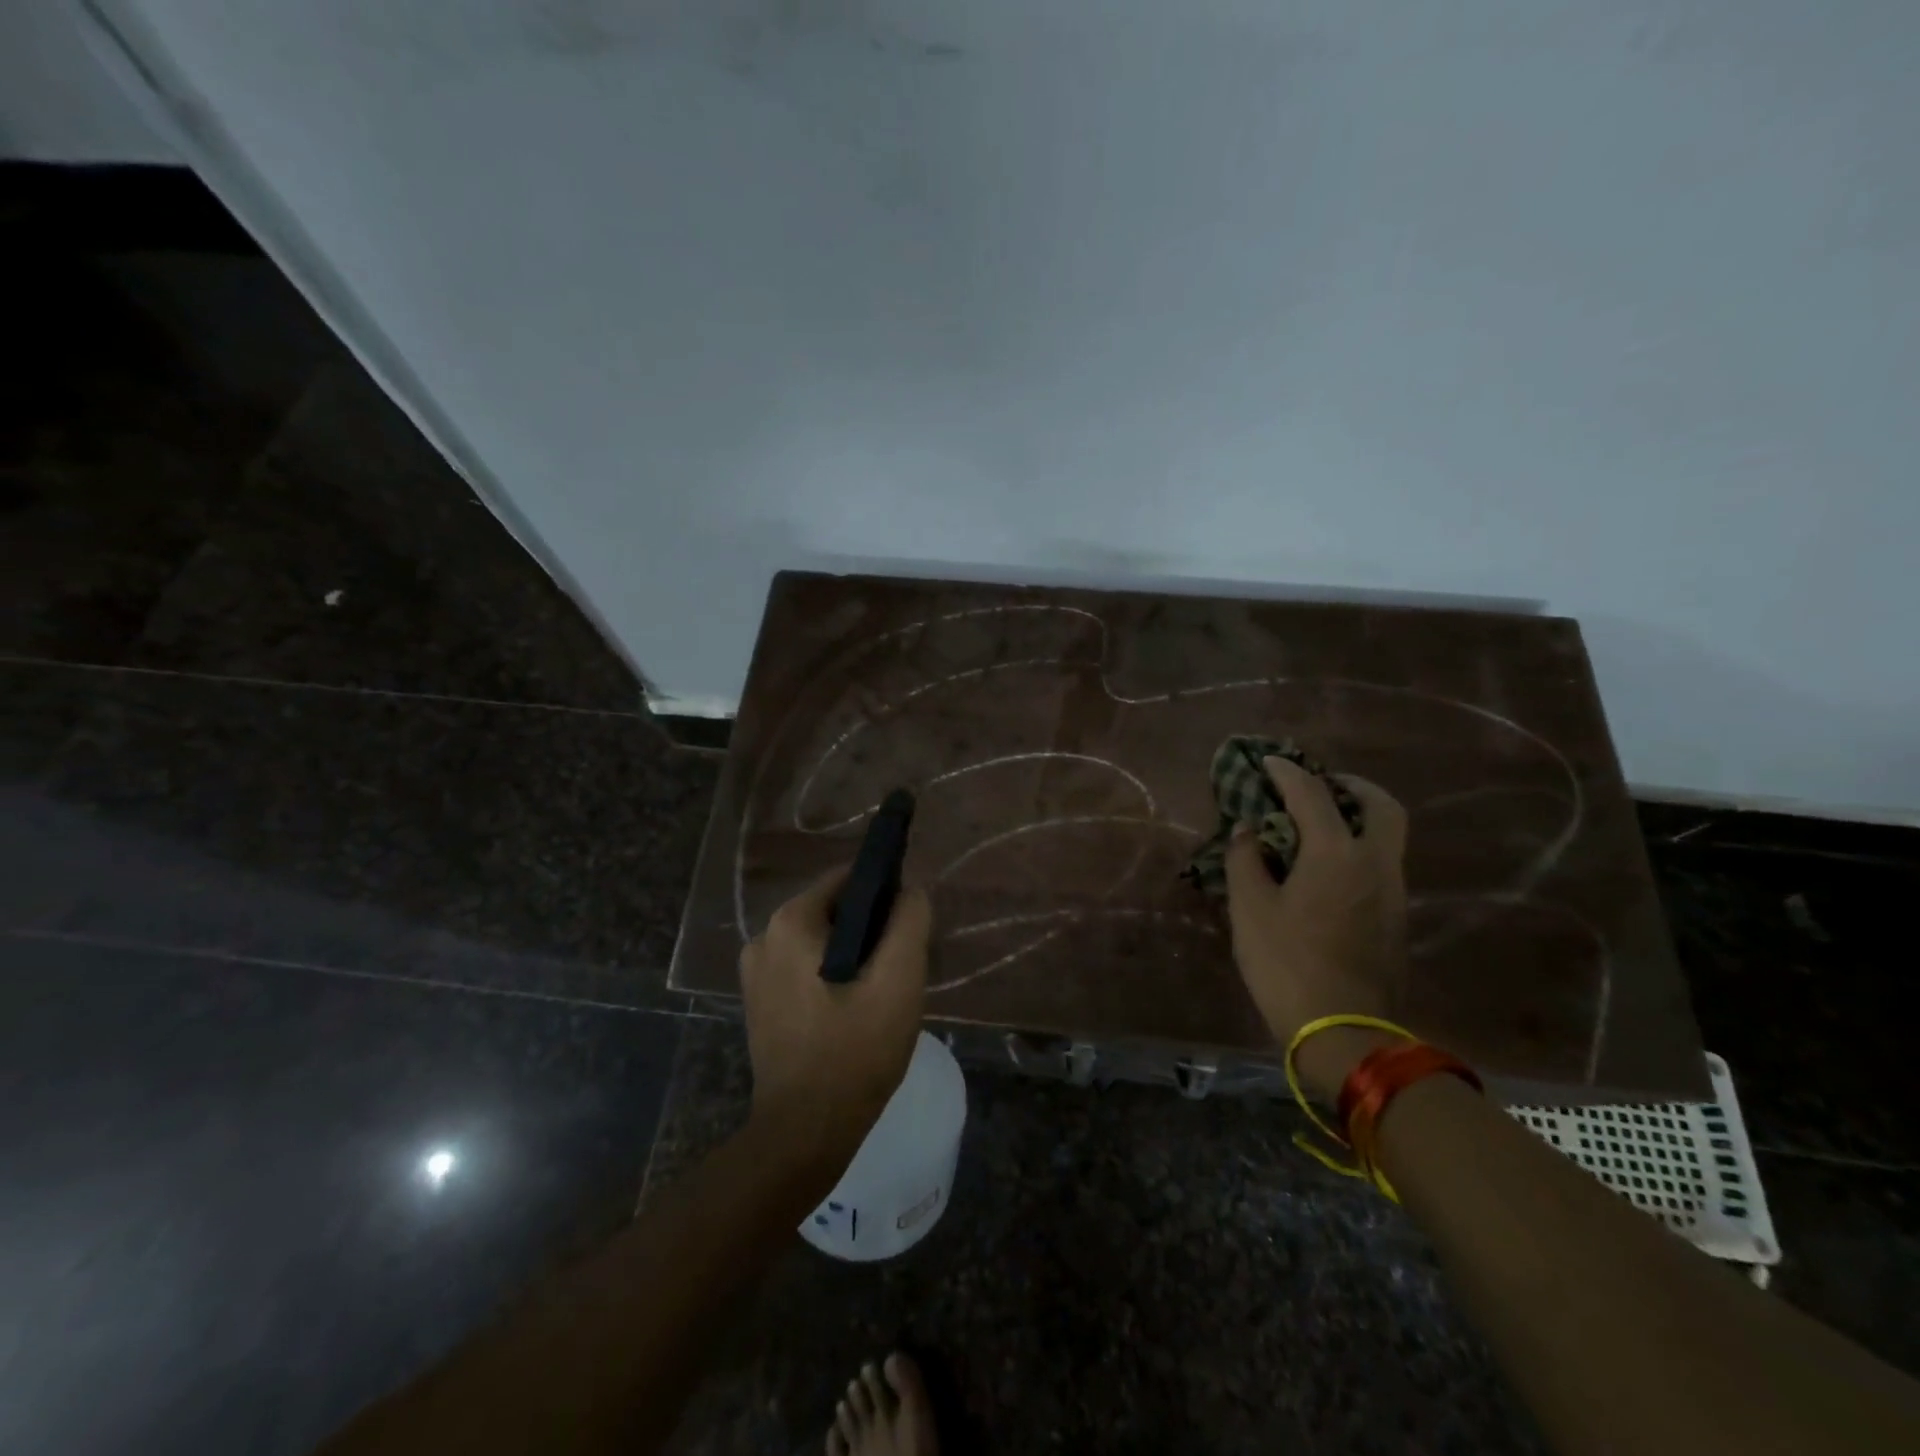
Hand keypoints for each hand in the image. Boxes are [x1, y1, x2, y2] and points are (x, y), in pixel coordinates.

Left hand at [739, 868, 931, 1166]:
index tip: (909, 929)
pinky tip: (854, 1013)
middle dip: (872, 931)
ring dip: (854, 957)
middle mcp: (764, 937)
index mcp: (791, 922)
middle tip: (900, 970)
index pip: (849, 880)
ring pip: (821, 942)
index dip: (886, 896)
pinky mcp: (759, 1002)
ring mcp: (756, 972)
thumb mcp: (898, 980)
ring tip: (881, 995)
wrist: (804, 1133)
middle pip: (834, 911)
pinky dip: (832, 978)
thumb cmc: (855, 1051)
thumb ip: (909, 922)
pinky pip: (805, 969)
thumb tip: (911, 889)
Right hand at [1224, 756, 1409, 1101]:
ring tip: (1318, 823)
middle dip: (1350, 785)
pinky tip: (1327, 865)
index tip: (1267, 761)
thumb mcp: (1250, 909)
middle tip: (1319, 784)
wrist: (1344, 1031)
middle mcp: (1374, 863)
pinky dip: (1359, 846)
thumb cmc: (1287, 964)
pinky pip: (1382, 862)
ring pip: (1387, 835)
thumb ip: (1245, 859)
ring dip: (1357, 816)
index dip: (1286, 772)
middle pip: (1380, 805)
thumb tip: (1246, 830)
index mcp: (1335, 853)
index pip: (1312, 794)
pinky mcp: (1395, 917)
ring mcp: (1392, 891)